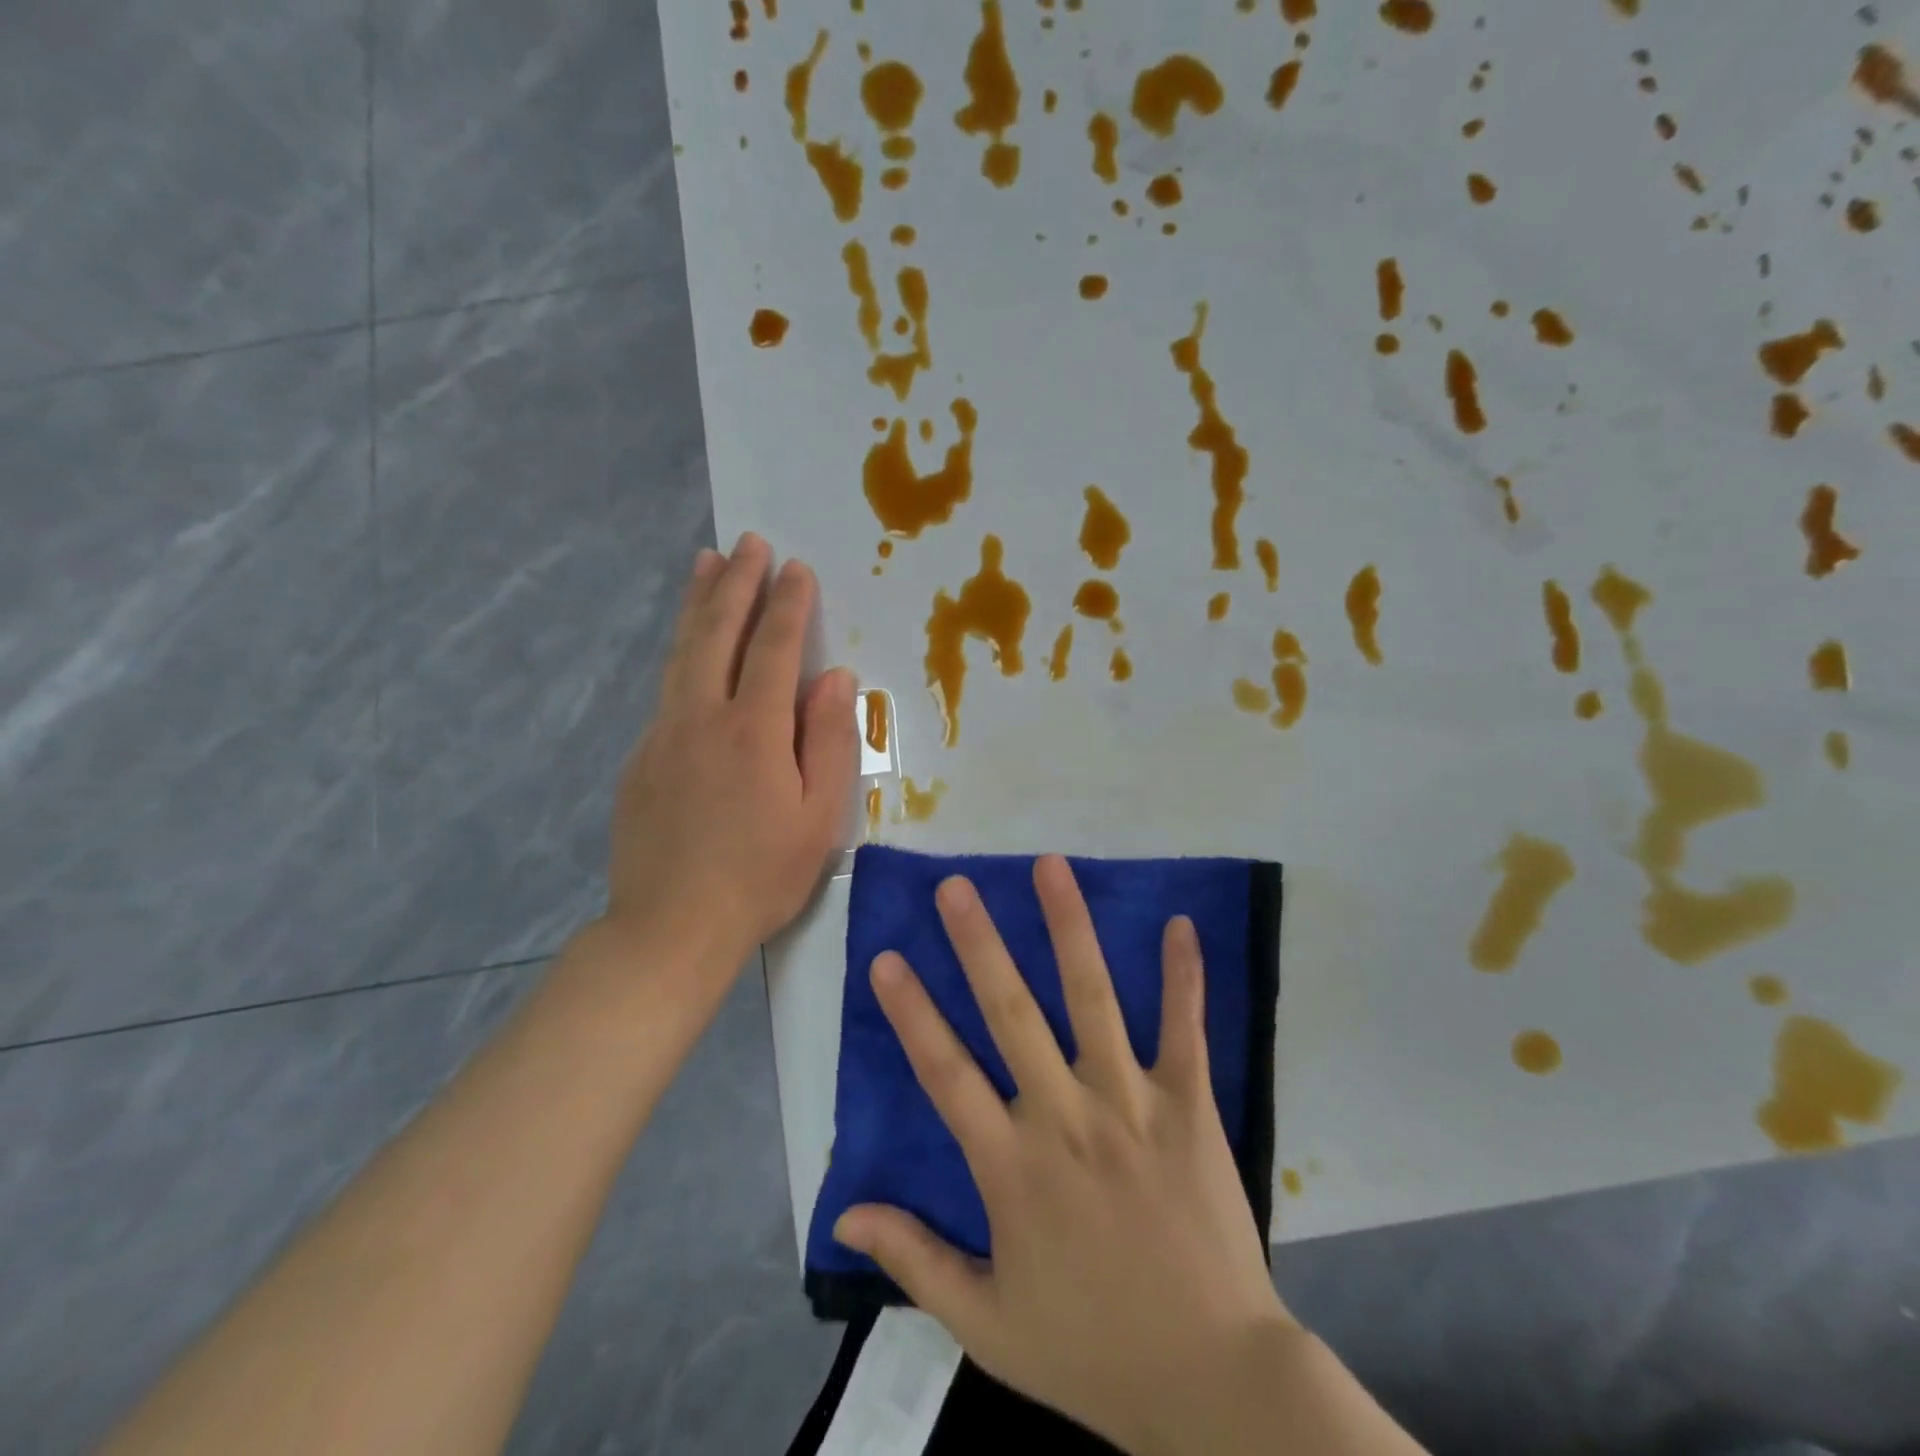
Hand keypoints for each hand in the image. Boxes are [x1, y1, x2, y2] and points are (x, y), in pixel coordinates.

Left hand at [602, 534, 856, 979]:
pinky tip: (690, 648)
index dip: (788, 604)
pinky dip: (682, 652)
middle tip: (749, 543)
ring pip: (682, 652)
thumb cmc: (762, 876)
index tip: (797, 568)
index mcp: (753, 730)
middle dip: (737, 583)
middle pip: (718, 633)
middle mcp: (701, 717)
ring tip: (706, 562)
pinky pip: (667, 689)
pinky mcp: (640, 758)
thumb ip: (829, 740)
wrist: (672, 927)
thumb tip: (835, 677)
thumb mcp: (819, 816)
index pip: (773, 648)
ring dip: (698, 603)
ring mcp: (663, 735)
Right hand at [832, 856, 1294, 1455]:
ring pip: (1093, 1000)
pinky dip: (1182, 976)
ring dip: (1069, 930)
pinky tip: (1178, 923)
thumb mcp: (987, 1323)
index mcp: (1011, 1168)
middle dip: (979, 945)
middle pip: (1011, 1015)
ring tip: (1050, 867)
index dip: (911, 1014)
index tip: (886, 958)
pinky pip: (1185, 1031)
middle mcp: (1065, 1119)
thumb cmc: (1092, 1349)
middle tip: (956, 887)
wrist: (1213, 1384)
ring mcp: (1131, 1106)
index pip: (945, 1074)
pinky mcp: (1190, 1108)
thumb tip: (845, 1212)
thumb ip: (915, 1258)